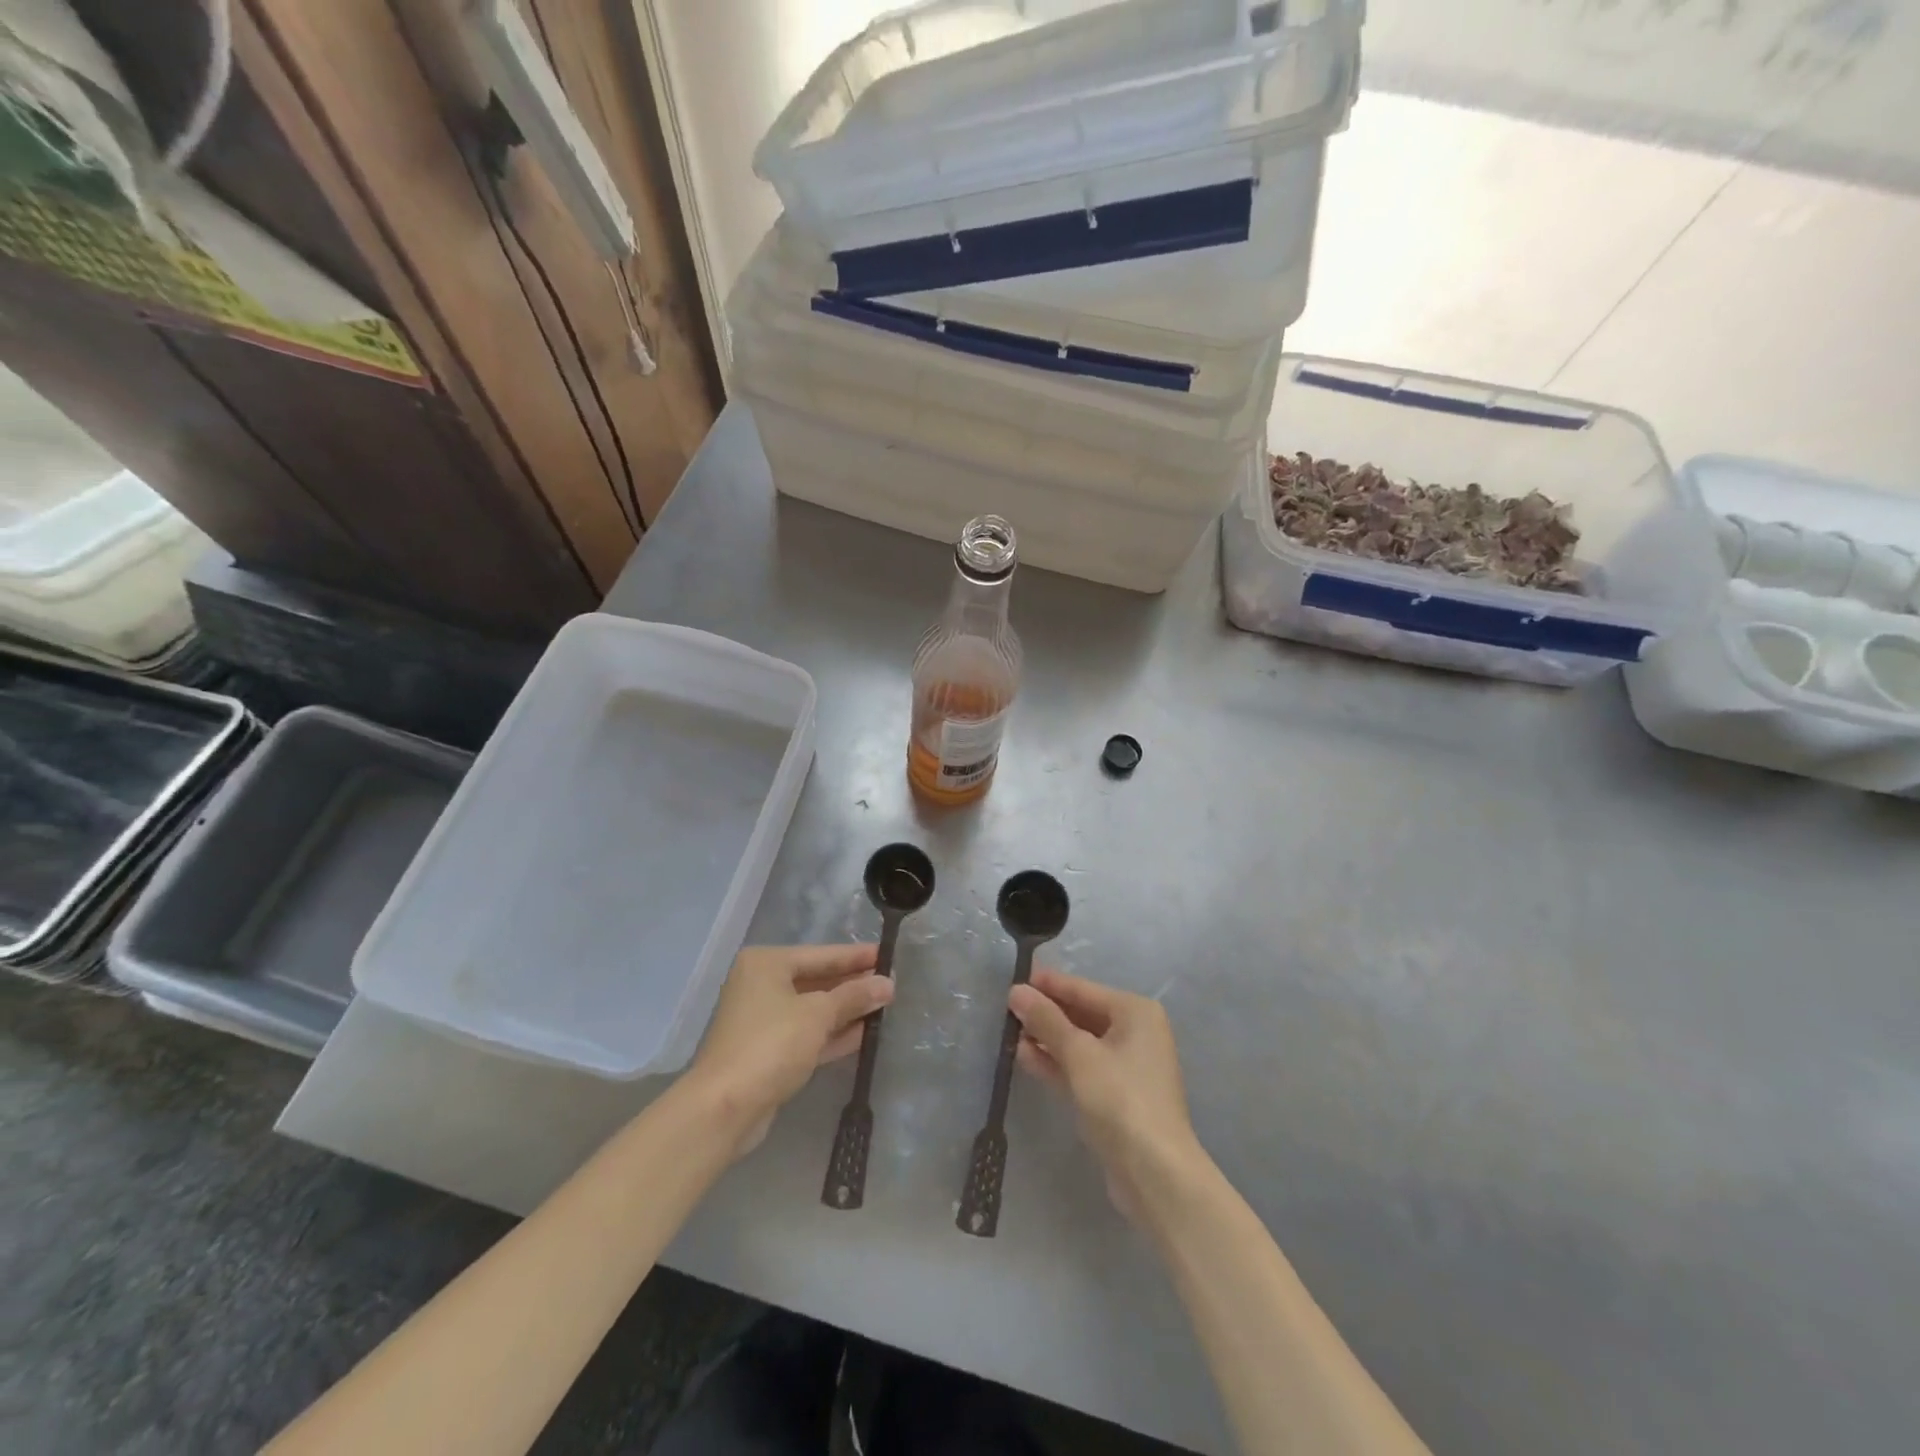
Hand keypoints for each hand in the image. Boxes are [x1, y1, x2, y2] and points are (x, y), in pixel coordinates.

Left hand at [688, 944, 891, 1156]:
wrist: (724, 1108)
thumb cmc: (771, 1044)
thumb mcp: (818, 1014)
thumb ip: (854, 996)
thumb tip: (887, 984)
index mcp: (766, 964)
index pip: (821, 954)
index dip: (856, 956)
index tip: (887, 954)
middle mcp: (761, 985)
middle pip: (817, 980)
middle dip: (853, 985)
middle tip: (890, 983)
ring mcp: (763, 1021)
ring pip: (813, 1009)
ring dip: (846, 1010)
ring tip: (885, 1007)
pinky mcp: (768, 1052)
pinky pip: (808, 1034)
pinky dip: (833, 1033)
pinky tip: (864, 1033)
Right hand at [1009, 968, 1208, 1227]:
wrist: (1155, 1173)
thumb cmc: (1120, 1099)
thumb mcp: (1078, 1053)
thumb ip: (1046, 1020)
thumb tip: (1016, 991)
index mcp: (1135, 1012)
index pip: (1082, 989)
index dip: (1047, 984)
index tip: (1013, 979)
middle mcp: (1135, 1033)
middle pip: (1081, 1014)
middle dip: (1045, 1013)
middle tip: (1005, 1008)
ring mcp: (1126, 1066)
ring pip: (1079, 1043)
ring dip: (1046, 1038)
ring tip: (1008, 1032)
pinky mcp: (1115, 1096)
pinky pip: (1080, 1068)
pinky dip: (1056, 1062)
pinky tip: (1024, 1057)